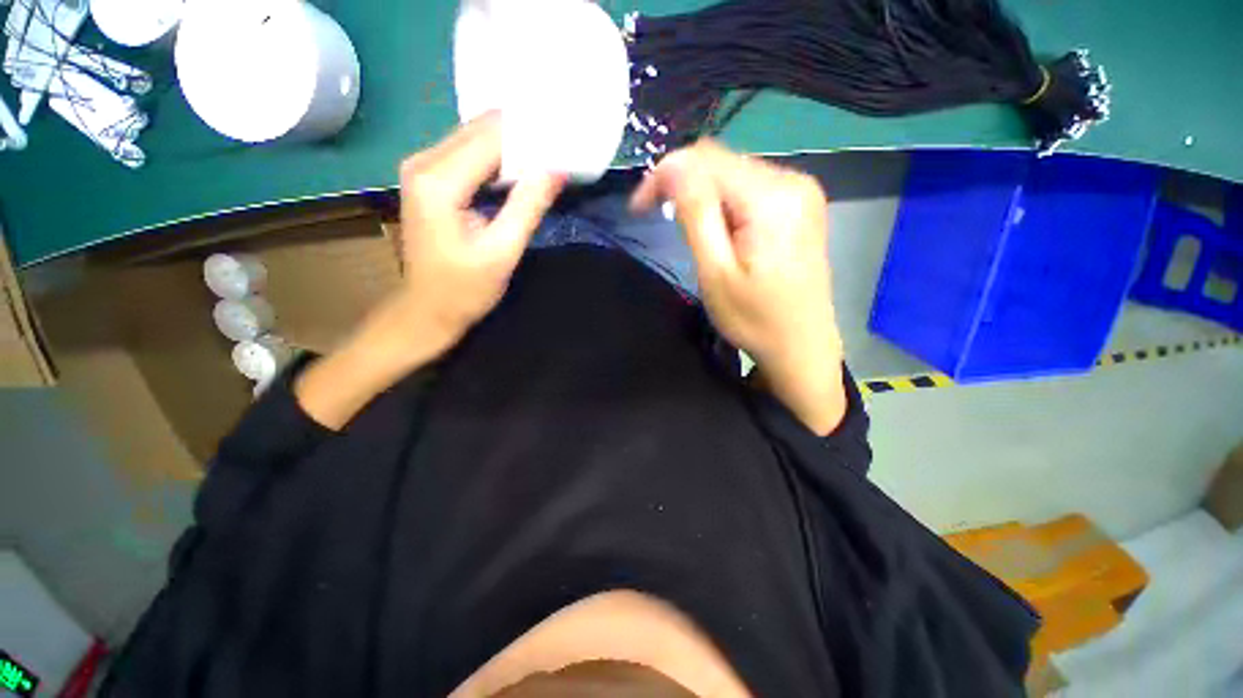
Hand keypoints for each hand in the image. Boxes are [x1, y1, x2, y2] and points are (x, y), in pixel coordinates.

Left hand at [393, 112, 564, 355]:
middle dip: (522, 138)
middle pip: (480, 129)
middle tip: (557, 152)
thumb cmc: (465, 289)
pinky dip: (496, 160)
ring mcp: (422, 168)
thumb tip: (557, 169)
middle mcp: (423, 162)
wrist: (427, 309)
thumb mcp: (503, 251)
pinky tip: (519, 174)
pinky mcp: (428, 178)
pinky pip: (468, 154)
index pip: (491, 137)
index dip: (530, 137)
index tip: (563, 145)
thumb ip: (529, 206)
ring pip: (475, 137)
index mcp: (439, 181)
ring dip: (511, 148)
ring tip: (545, 162)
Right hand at [630, 140, 846, 434]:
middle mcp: (792, 180)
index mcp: (772, 196)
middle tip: (659, 218)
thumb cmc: (755, 319)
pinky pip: (750, 188)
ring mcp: (801, 191)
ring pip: (734, 174)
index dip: (665, 175)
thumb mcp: (716, 272)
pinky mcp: (800, 205)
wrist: (802, 347)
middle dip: (683, 184)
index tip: (639, 208)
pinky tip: (719, 230)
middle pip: (721, 162)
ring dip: (703, 196)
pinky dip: (724, 203)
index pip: (705, 159)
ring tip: (689, 231)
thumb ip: (696, 214)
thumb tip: (673, 167)